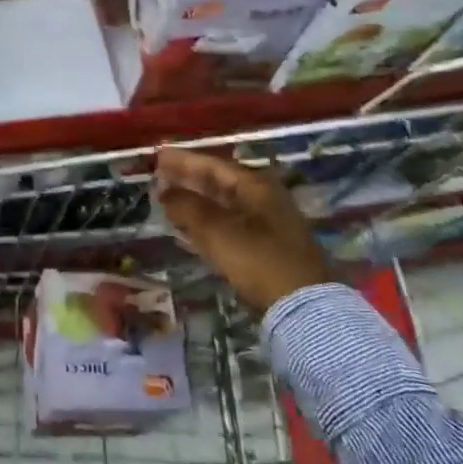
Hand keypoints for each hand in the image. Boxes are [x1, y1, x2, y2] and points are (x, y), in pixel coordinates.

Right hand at [154, 148, 328, 314]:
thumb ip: (187, 207)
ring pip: (222, 205)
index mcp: (256, 186)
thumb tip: (164, 191)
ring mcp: (267, 225)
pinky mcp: (265, 248)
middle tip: (160, 175)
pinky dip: (206, 222)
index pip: (213, 165)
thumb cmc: (258, 260)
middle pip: (219, 183)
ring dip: (195, 202)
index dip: (184, 161)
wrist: (303, 307)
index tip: (159, 156)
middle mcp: (263, 199)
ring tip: (168, 199)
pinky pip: (228, 225)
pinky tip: (189, 228)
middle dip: (188, 179)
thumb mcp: (217, 230)